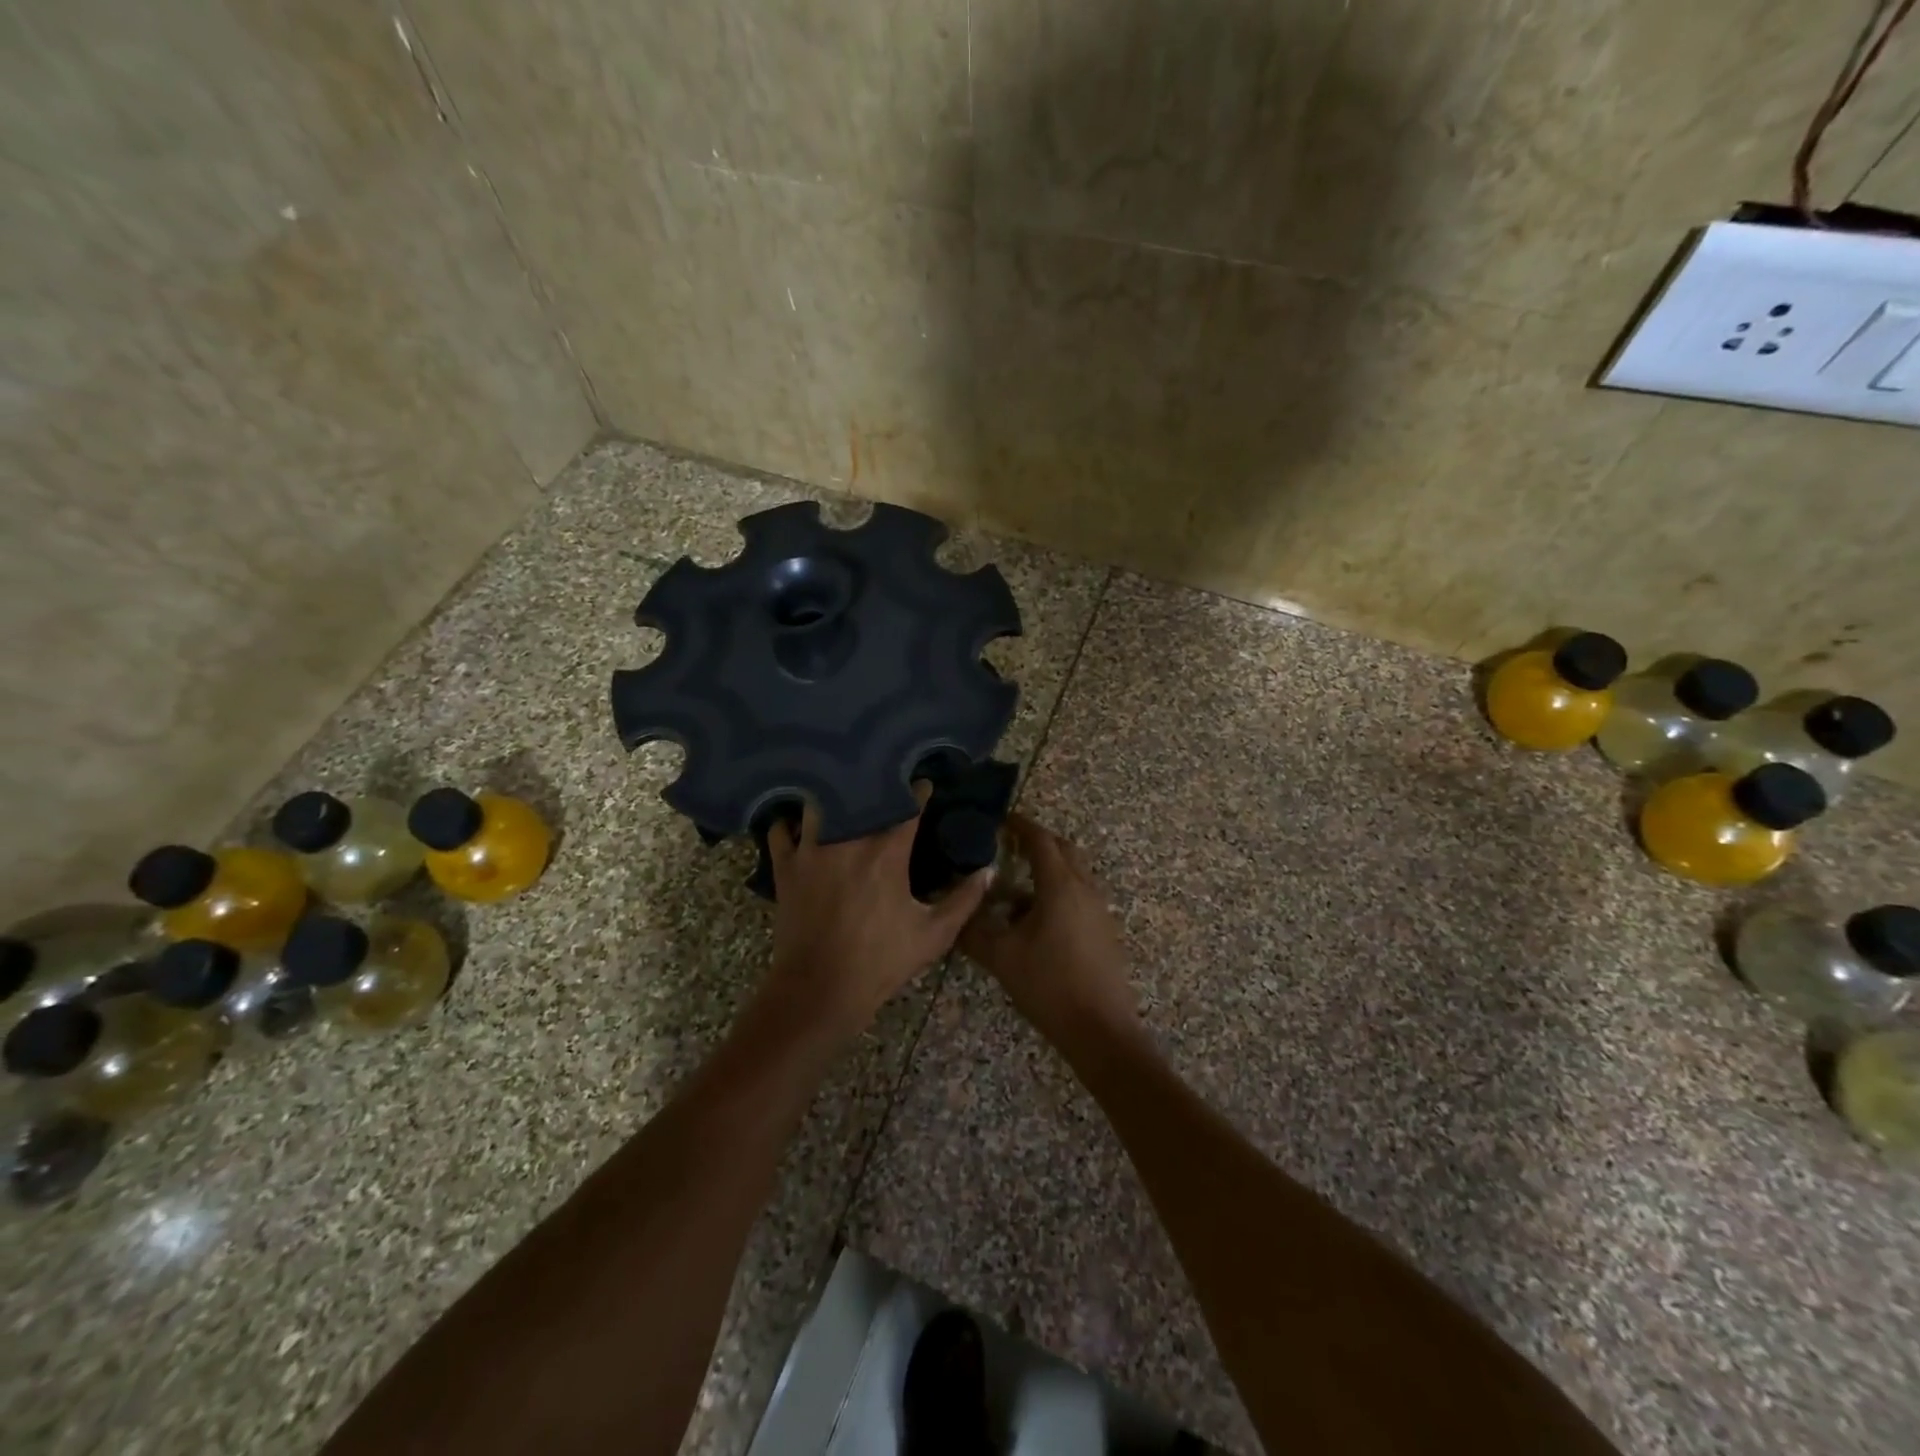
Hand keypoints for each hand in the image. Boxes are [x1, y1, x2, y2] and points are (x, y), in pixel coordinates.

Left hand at [767, 793, 990, 1039]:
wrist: (819, 990)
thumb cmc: (880, 962)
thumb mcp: (934, 934)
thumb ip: (964, 899)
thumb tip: (989, 871)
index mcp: (887, 854)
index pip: (908, 806)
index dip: (919, 792)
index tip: (925, 785)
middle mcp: (848, 841)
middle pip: (860, 795)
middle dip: (873, 785)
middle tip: (882, 784)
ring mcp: (812, 851)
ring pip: (818, 803)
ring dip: (831, 798)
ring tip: (840, 797)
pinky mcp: (786, 868)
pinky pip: (781, 831)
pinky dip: (788, 824)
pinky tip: (798, 824)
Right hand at [959, 813, 1139, 1049]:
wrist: (1100, 1030)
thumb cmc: (1049, 985)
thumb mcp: (1001, 957)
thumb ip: (973, 930)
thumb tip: (955, 910)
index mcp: (1060, 885)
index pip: (1040, 839)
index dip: (1019, 825)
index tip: (999, 819)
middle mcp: (1084, 888)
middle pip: (1062, 849)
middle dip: (1036, 842)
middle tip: (1007, 845)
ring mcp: (1098, 909)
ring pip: (1073, 873)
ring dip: (1047, 869)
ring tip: (1013, 886)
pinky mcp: (1103, 930)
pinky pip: (1079, 895)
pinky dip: (1057, 892)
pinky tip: (1033, 919)